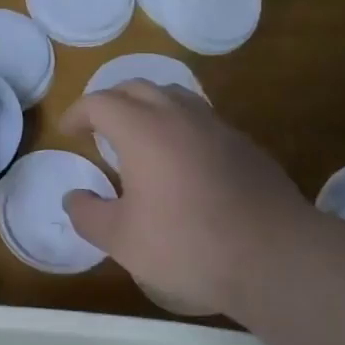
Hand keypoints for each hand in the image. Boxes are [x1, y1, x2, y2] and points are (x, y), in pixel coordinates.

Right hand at [60, 82, 314, 316]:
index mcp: (142, 129)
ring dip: (148, 107)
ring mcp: (217, 127)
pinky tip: (182, 161)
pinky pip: (202, 120)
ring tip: (139, 136)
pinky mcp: (245, 145)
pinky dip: (180, 126)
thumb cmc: (188, 244)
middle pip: (137, 87)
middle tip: (98, 127)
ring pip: (174, 96)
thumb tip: (73, 197)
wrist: (276, 256)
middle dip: (111, 101)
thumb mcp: (121, 239)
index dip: (78, 113)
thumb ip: (88, 215)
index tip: (68, 132)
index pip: (100, 102)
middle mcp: (178, 115)